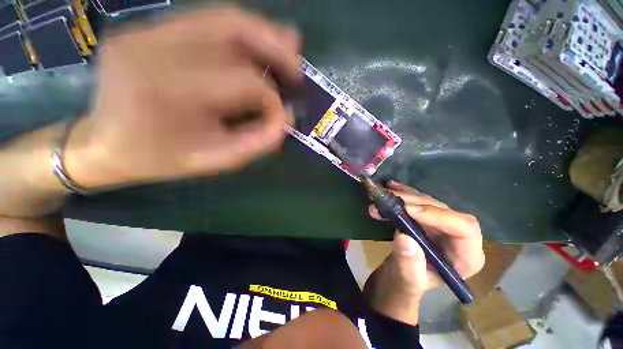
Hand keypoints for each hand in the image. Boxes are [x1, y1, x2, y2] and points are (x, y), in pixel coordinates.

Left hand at [65, 7, 301, 188]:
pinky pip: (205, 21)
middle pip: (233, 31)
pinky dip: (240, 30)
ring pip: (222, 17)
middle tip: (298, 64)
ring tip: (289, 45)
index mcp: (169, 91)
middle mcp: (154, 48)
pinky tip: (259, 40)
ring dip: (264, 31)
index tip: (280, 116)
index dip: (271, 99)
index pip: (243, 81)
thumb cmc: (162, 158)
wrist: (106, 144)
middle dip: (276, 48)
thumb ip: (257, 142)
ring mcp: (147, 31)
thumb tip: (286, 118)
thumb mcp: (216, 160)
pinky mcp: (147, 28)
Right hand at [363, 181, 483, 325]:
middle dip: (413, 202)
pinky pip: (415, 201)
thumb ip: (408, 266)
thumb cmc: (404, 286)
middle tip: (388, 198)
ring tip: (383, 193)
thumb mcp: (405, 282)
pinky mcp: (425, 219)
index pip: (464, 229)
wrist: (395, 279)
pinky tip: (390, 187)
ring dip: (404, 195)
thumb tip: (404, 238)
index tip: (408, 210)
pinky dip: (402, 193)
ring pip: (427, 202)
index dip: (438, 216)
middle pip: (442, 210)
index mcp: (464, 258)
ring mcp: (440, 226)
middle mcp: (456, 237)